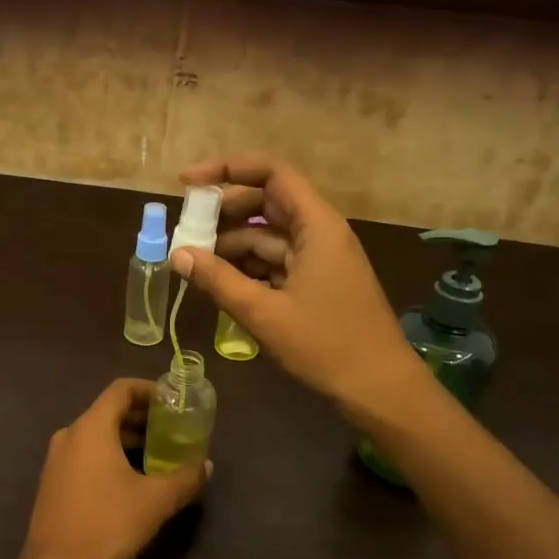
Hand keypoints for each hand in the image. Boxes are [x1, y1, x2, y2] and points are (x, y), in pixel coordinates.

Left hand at [15, 379, 208, 558]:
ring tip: (156, 454)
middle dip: (141, 416)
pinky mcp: (52, 482)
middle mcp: (69, 435)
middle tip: (171, 428)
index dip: (148, 389)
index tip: (172, 400)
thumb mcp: (156, 501)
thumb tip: (207, 465)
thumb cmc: (108, 524)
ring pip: (96, 435)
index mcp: (91, 428)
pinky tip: (130, 479)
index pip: (120, 390)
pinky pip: (84, 454)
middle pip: (108, 411)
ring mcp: (56, 459)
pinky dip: (109, 454)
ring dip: (126, 438)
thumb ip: (185, 478)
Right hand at [172, 153, 424, 413]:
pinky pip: (276, 261)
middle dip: (224, 212)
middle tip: (186, 230)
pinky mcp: (317, 283)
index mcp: (316, 225)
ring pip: (268, 236)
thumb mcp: (264, 313)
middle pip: (266, 202)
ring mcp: (320, 259)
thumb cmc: (326, 345)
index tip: (188, 183)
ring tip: (194, 261)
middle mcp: (319, 232)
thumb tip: (178, 254)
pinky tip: (220, 282)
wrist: (380, 389)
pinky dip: (247, 267)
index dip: (228, 169)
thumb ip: (219, 280)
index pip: (271, 173)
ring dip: (232, 244)